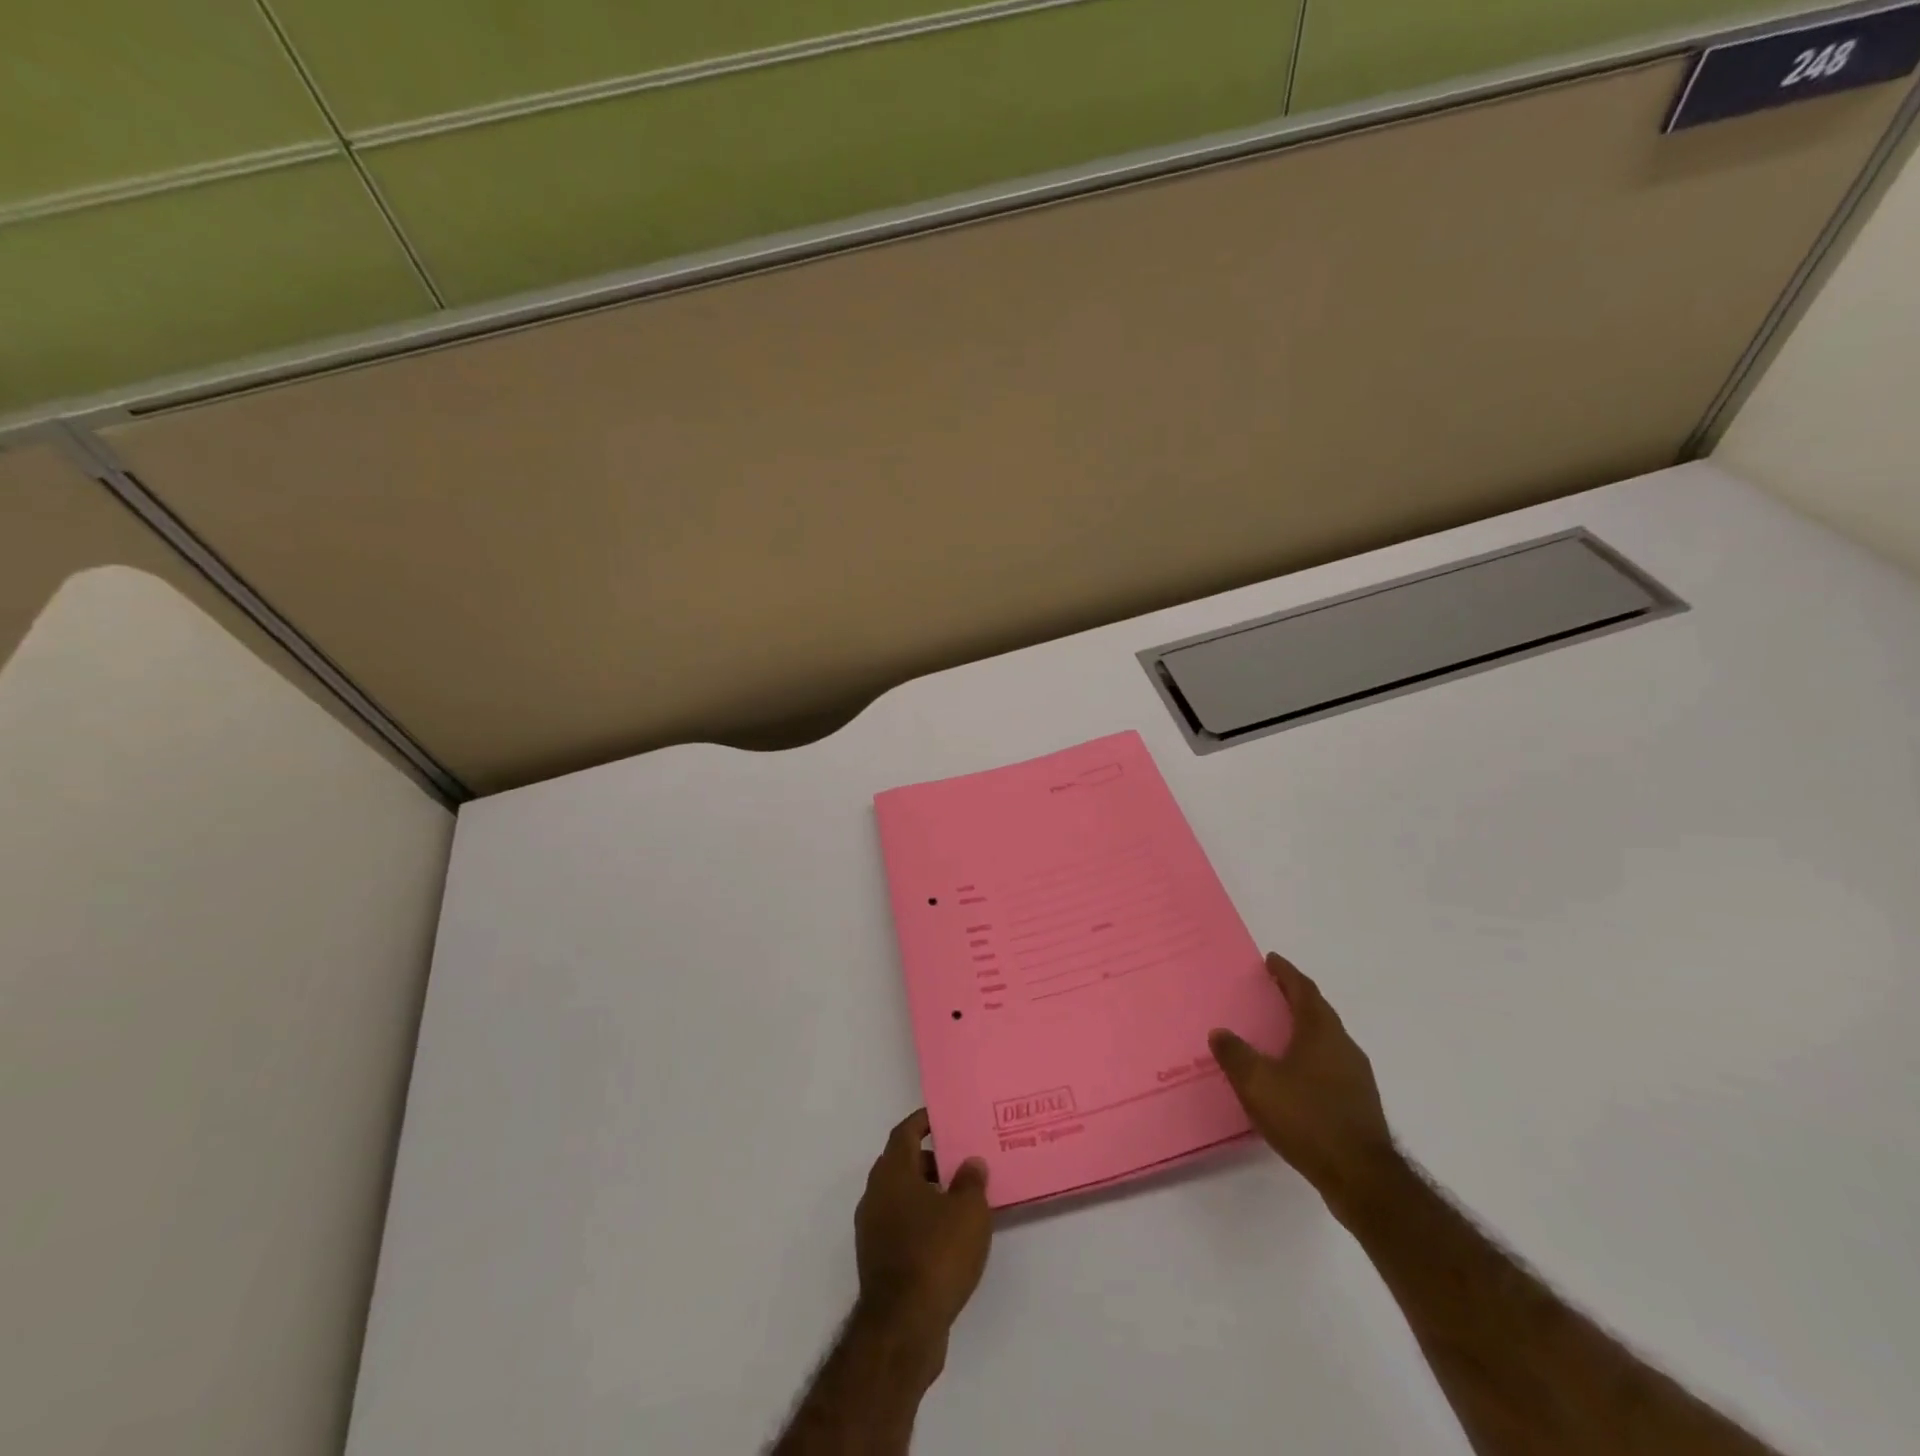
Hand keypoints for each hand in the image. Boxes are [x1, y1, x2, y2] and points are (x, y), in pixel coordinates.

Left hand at [854, 1110, 992, 1355]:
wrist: (902, 1328)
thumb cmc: (936, 1255)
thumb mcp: (968, 1212)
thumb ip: (971, 1181)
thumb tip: (970, 1163)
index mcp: (892, 1173)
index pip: (904, 1132)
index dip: (923, 1121)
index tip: (943, 1118)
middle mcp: (875, 1195)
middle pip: (901, 1164)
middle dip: (929, 1159)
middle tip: (960, 1161)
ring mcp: (872, 1230)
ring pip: (900, 1197)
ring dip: (926, 1193)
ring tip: (960, 1201)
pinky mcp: (877, 1262)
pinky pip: (900, 1226)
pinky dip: (920, 1222)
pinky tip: (947, 1238)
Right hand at [1210, 952, 1397, 1212]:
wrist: (1362, 1178)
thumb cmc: (1307, 1118)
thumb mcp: (1258, 1083)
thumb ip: (1235, 1054)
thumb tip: (1220, 1033)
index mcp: (1321, 1032)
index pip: (1304, 990)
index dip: (1286, 973)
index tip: (1271, 960)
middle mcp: (1344, 1046)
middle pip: (1318, 1012)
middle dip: (1295, 998)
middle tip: (1272, 990)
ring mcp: (1356, 1077)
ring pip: (1326, 1040)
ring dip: (1304, 1029)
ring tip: (1279, 1032)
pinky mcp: (1359, 1104)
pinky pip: (1330, 1065)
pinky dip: (1310, 1058)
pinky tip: (1294, 1076)